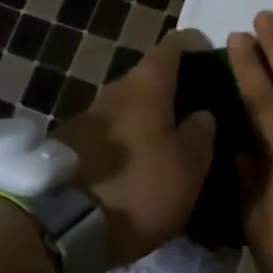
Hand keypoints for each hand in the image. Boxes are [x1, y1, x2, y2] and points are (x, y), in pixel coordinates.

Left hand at [60, 28, 217, 266]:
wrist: (60, 225)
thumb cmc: (138, 187)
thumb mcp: (187, 167)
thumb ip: (200, 134)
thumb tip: (202, 114)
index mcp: (146, 86)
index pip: (173, 46)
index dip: (195, 47)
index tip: (212, 61)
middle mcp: (115, 90)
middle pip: (149, 78)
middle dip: (173, 91)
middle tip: (198, 113)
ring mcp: (88, 117)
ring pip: (128, 107)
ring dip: (149, 119)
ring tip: (172, 143)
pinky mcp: (71, 146)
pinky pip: (111, 133)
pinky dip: (129, 141)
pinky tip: (141, 165)